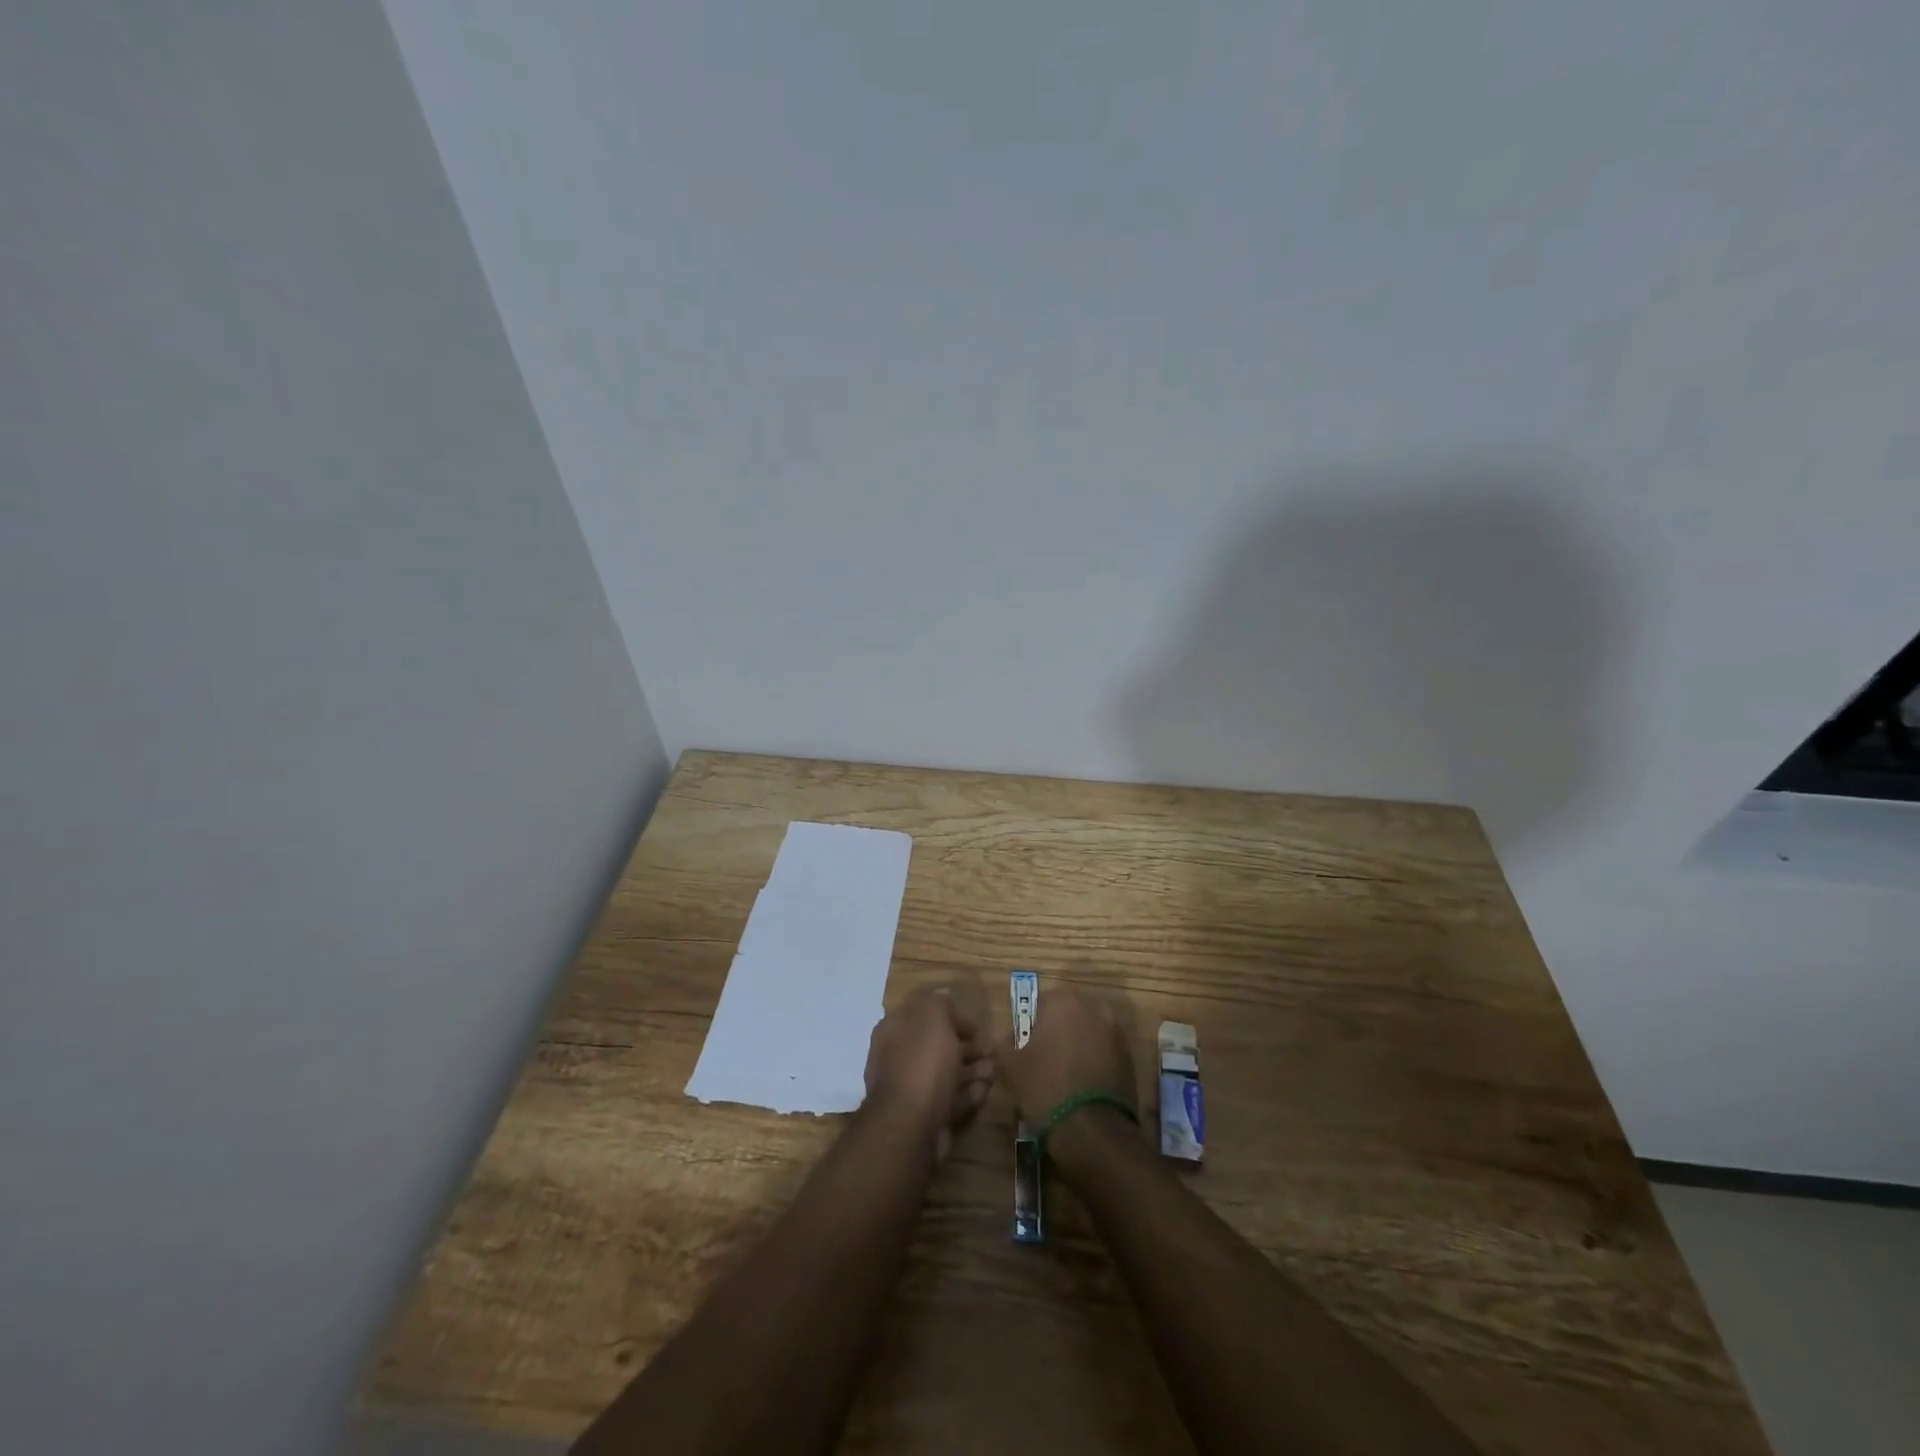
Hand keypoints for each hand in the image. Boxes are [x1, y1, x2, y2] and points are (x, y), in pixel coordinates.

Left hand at [862, 985, 993, 1159]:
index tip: (978, 1026)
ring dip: (971, 1070)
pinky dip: (967, 1094)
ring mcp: (910, 1090)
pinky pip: (948, 1100)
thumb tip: (944, 996)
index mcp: (895, 1030)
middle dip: (967, 1047)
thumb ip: (940, 1004)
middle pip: (937, 1046)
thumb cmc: (922, 1064)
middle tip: (991, 1051)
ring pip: (945, 1074)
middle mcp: (898, 1057)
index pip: (925, 1016)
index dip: (953, 1017)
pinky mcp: (923, 1117)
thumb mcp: (934, 1019)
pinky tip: (984, 1091)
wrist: (910, 1127)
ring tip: (993, 1071)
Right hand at [998, 983, 1136, 1127]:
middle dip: (1057, 1034)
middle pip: (1069, 1016)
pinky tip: (1082, 1088)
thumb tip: (1008, 1040)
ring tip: (1064, 1079)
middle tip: (1043, 1063)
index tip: (1027, 1050)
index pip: (1042, 1003)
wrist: (1092, 1131)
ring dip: (1077, 1048)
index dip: (1032, 1027)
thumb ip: (1004, 1043)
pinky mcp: (1130, 1057)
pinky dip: (1094, 1063)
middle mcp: (1095, 1007)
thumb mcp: (1010, 1066)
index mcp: (1064, 1001)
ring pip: (1088, 1034)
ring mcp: (1116, 1032)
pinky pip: (1104, 1053)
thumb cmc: (1045, 1087)